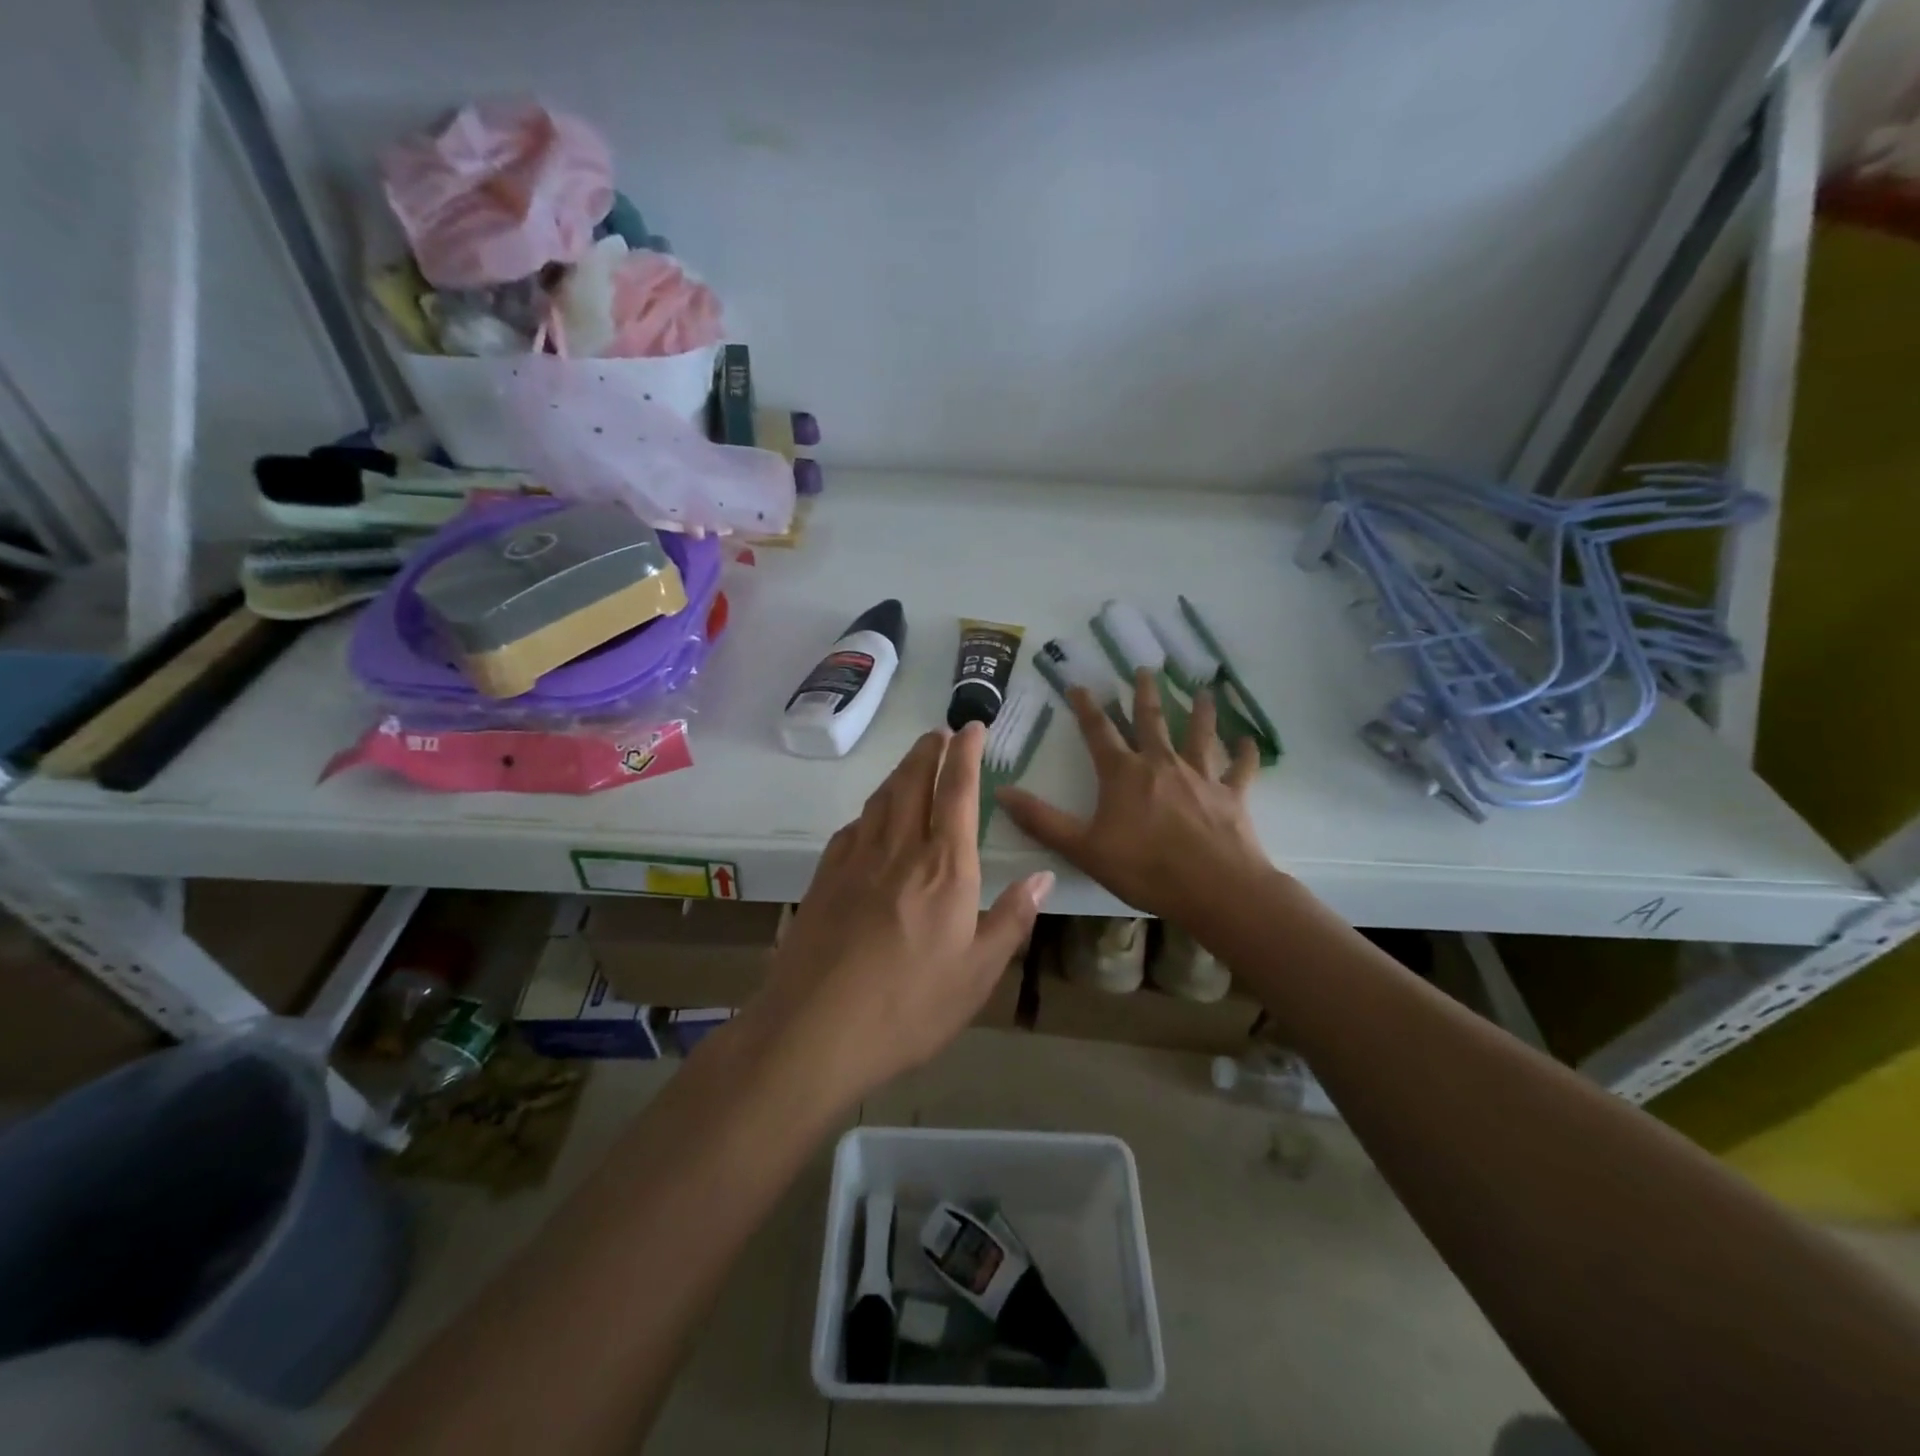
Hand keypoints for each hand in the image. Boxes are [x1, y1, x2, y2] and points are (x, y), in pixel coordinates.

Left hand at [751, 724, 1053, 1098]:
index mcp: (944, 868)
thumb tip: (1044, 877)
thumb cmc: (909, 1006)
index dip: (966, 754)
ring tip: (913, 760)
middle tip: (939, 731)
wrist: (815, 1029)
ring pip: (881, 799)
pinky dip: (870, 809)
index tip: (972, 727)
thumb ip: (1012, 920)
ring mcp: (856, 860)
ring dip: (900, 771)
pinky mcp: (825, 878)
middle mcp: (900, 849)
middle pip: (914, 782)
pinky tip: (871, 817)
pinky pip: (853, 827)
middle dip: (929, 751)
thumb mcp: (978, 975)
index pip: (958, 792)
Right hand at [997, 669, 1269, 922]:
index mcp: (1124, 773)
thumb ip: (1042, 820)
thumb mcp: (1082, 848)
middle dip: (1145, 694)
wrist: (1215, 888)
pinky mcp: (1232, 794)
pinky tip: (1250, 741)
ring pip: (1200, 734)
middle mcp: (1162, 764)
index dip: (1086, 707)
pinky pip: (1240, 768)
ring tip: (1202, 690)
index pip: (1099, 731)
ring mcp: (1201, 776)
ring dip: (1200, 711)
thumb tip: (1000, 792)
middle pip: (1151, 721)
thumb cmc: (1145, 868)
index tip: (1078, 685)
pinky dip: (1245, 753)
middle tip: (1145, 668)